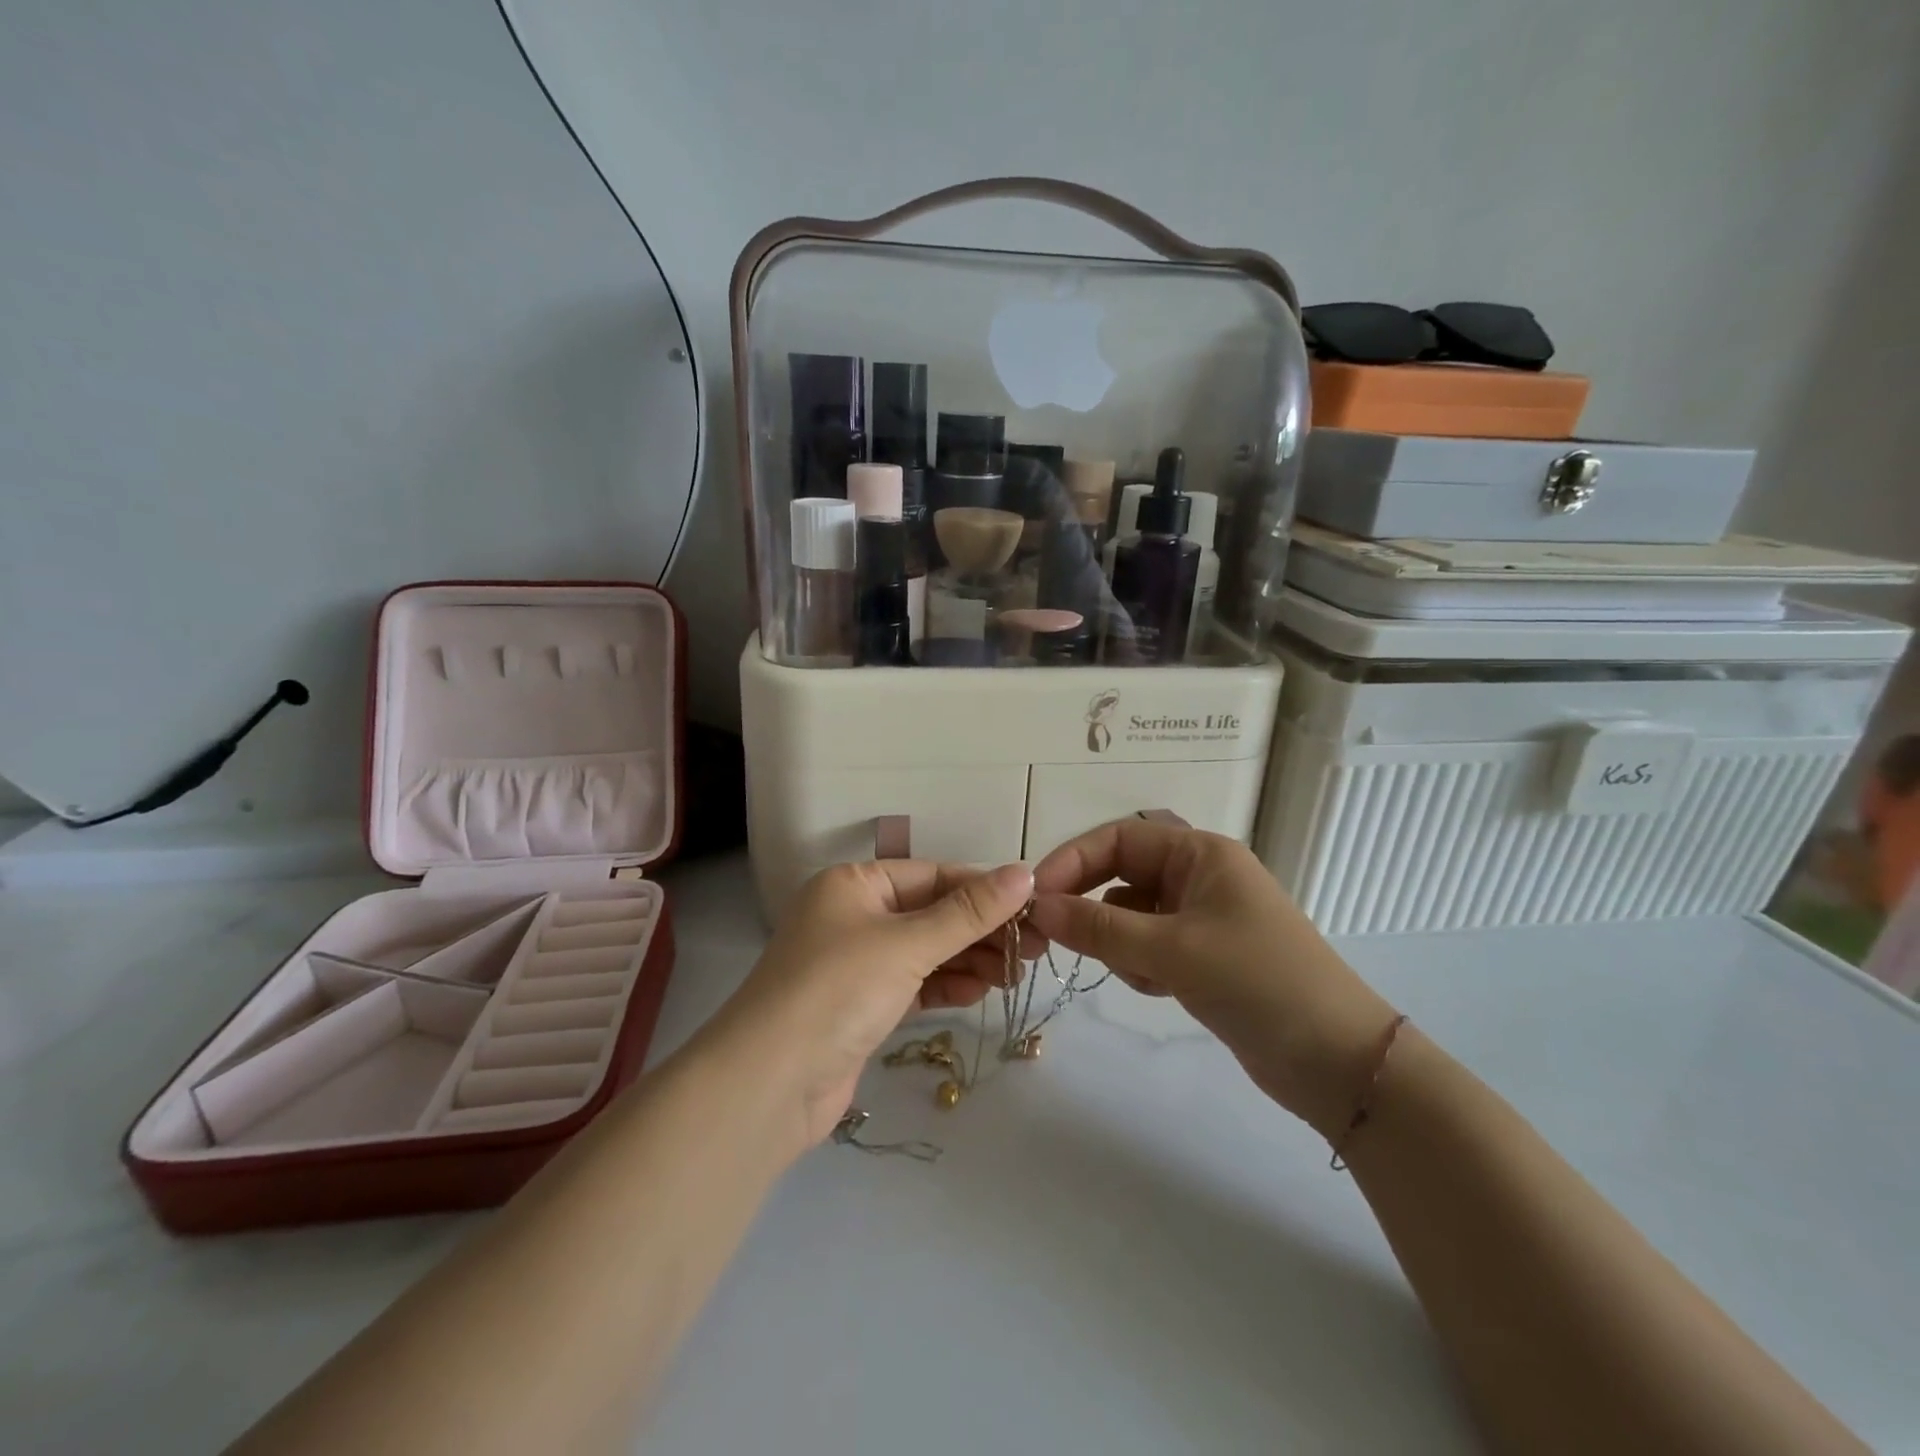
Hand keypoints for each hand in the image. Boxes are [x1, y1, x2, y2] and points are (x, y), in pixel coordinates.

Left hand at [709, 859, 1032, 1151]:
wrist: (769, 1085)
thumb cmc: (837, 990)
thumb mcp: (907, 944)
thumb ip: (969, 912)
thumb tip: (1024, 872)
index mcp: (854, 884)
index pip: (932, 875)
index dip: (983, 888)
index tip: (1033, 904)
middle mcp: (853, 916)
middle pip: (932, 913)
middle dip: (982, 929)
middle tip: (1036, 947)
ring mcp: (856, 963)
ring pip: (926, 951)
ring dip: (970, 959)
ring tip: (1016, 973)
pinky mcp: (862, 1006)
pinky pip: (914, 984)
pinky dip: (946, 985)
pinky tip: (980, 991)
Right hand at [1027, 819, 1396, 1138]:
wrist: (1338, 1062)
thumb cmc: (1257, 982)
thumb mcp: (1172, 950)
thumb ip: (1099, 927)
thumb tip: (1039, 907)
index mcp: (1200, 853)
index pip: (1118, 839)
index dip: (1072, 860)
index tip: (1034, 896)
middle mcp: (1200, 876)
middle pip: (1122, 875)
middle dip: (1088, 903)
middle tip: (1049, 935)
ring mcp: (1203, 918)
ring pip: (1131, 914)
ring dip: (1118, 940)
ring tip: (1140, 974)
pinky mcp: (1204, 956)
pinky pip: (1149, 946)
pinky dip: (1140, 964)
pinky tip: (1158, 990)